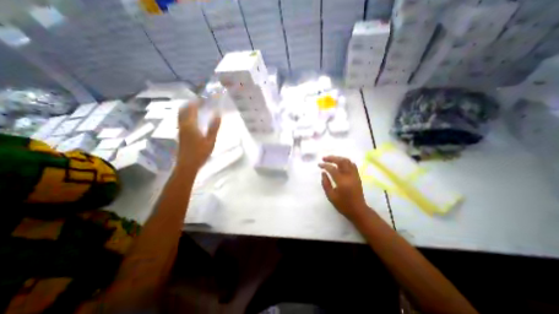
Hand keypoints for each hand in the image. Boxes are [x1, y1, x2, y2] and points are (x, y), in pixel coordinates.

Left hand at [177, 101, 220, 170]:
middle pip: (183, 110)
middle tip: (200, 102)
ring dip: (187, 109)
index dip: (197, 102)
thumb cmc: (200, 153)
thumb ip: (214, 127)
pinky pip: (182, 120)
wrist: (187, 165)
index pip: (192, 108)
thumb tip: (218, 114)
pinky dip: (187, 116)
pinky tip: (193, 120)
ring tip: (197, 109)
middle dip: (190, 104)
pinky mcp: (180, 135)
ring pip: (181, 115)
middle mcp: (183, 125)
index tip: (204, 99)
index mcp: (190, 125)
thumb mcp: (210, 140)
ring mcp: (180, 130)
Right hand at [321, 155, 369, 218]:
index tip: (319, 165)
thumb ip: (325, 183)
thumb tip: (323, 173)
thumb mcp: (331, 196)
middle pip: (341, 161)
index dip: (325, 165)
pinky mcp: (357, 176)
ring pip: (347, 161)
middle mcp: (349, 176)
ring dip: (338, 158)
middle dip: (331, 158)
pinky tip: (340, 163)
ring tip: (331, 159)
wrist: (358, 210)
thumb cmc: (343, 205)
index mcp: (342, 182)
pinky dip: (345, 161)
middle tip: (324, 158)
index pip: (332, 169)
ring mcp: (355, 175)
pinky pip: (352, 165)